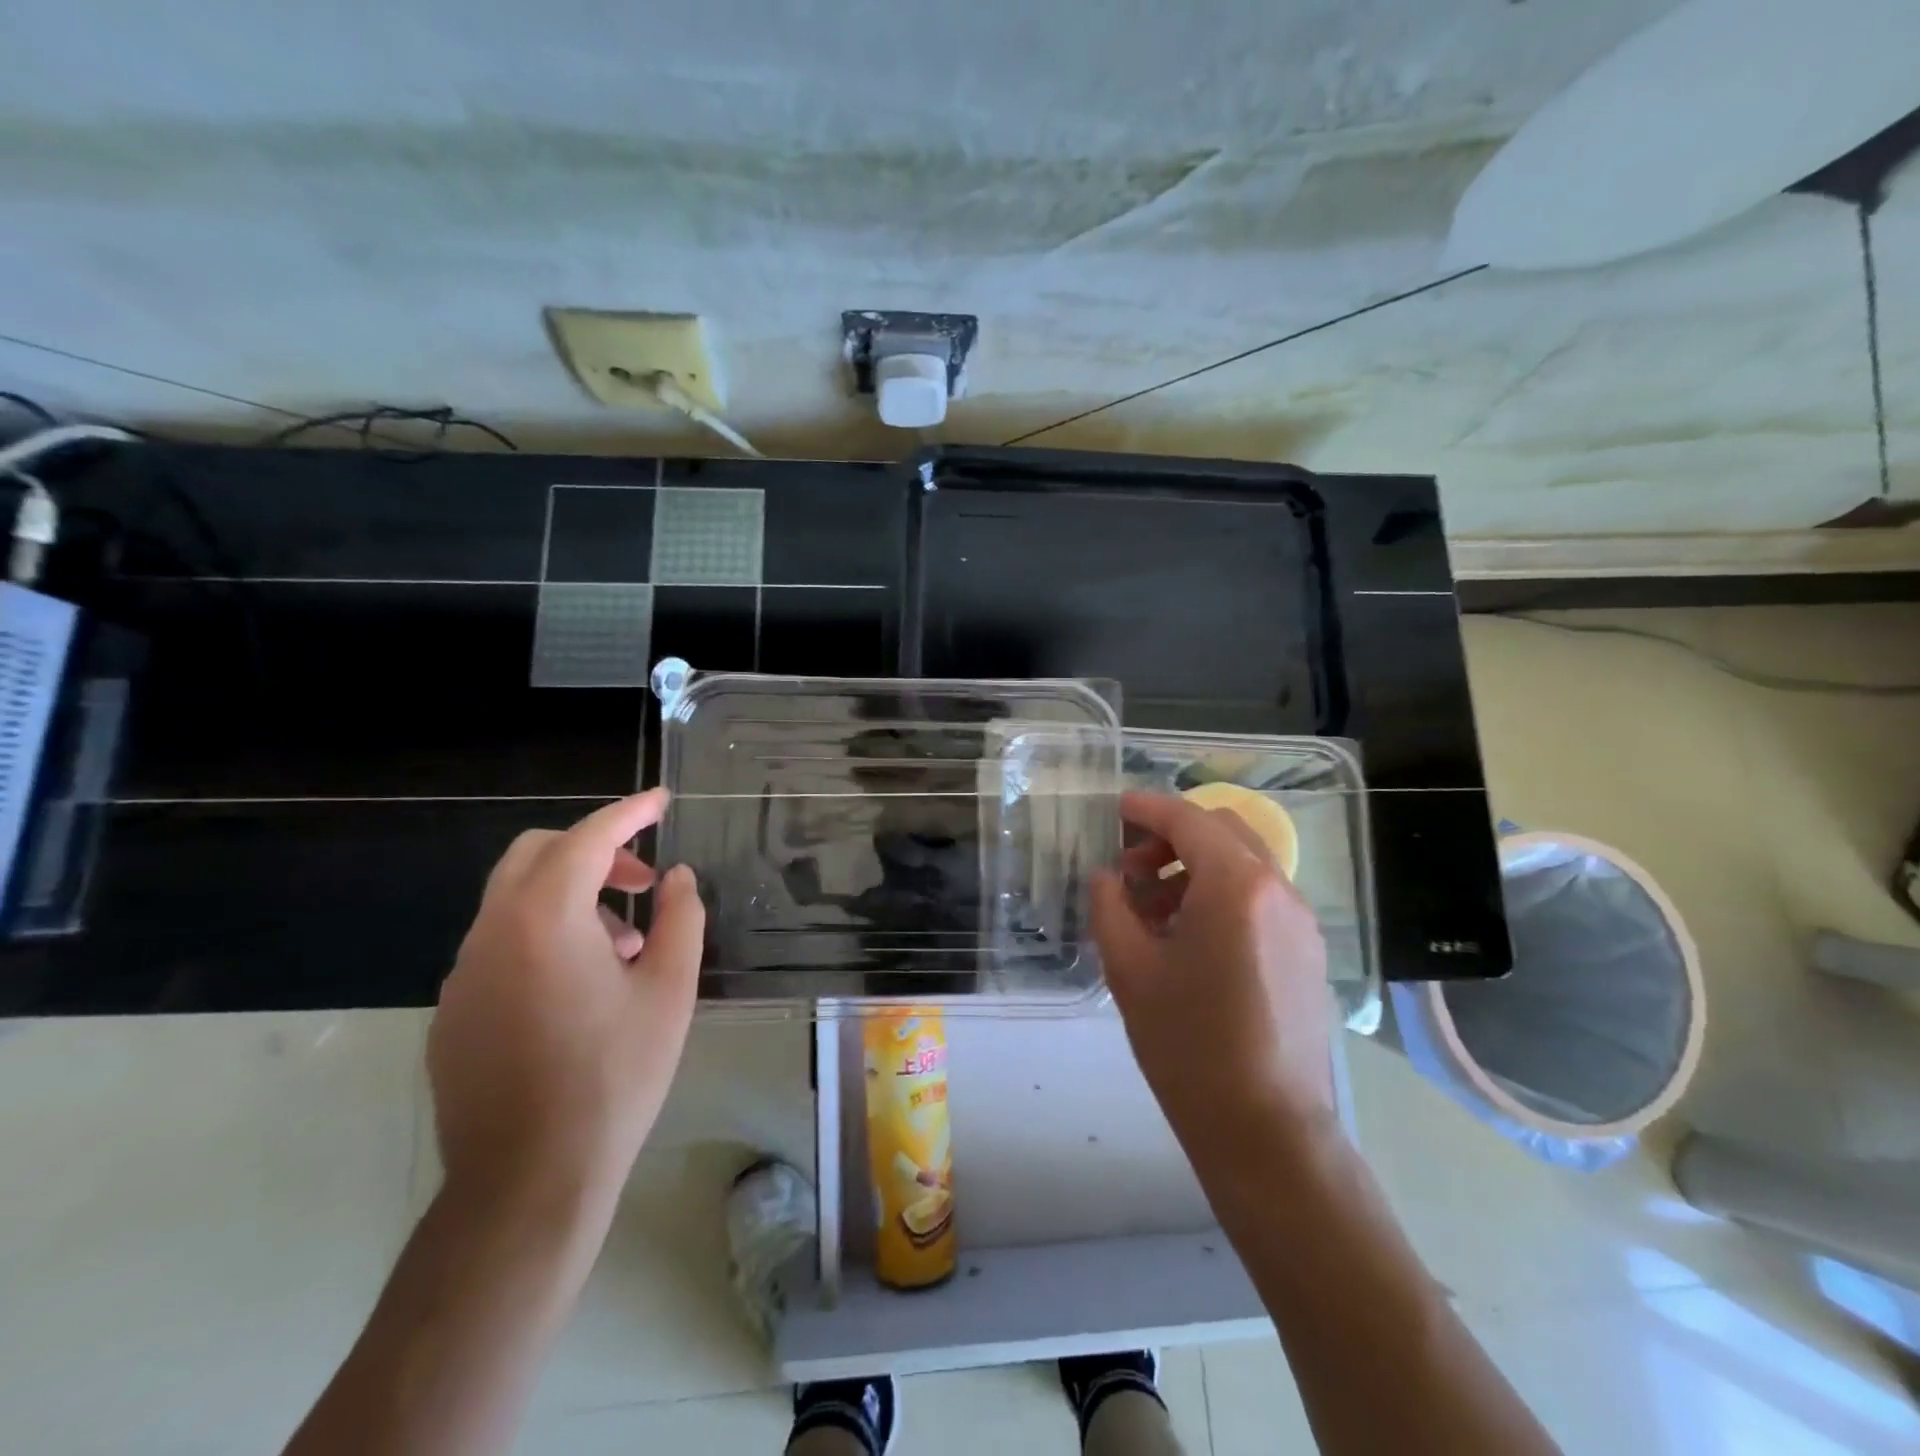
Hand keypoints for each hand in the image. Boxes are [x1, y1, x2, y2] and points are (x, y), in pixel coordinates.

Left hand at [429, 789, 706, 1216]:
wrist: (528, 1182)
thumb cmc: (614, 1076)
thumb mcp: (670, 991)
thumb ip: (680, 919)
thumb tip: (678, 879)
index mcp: (544, 919)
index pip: (587, 839)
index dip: (628, 813)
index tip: (661, 801)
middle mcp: (491, 934)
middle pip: (536, 856)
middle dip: (594, 851)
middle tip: (644, 881)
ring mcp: (463, 975)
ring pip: (516, 901)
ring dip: (573, 900)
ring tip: (625, 948)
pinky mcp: (452, 1014)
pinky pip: (501, 947)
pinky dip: (544, 938)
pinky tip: (582, 989)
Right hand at [1091, 792, 1332, 1168]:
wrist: (1266, 1130)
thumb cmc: (1187, 1044)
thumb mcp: (1129, 968)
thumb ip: (1110, 906)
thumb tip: (1108, 877)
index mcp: (1235, 885)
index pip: (1188, 819)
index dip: (1147, 808)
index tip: (1115, 809)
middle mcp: (1278, 889)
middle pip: (1222, 831)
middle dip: (1172, 835)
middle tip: (1131, 867)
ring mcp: (1300, 921)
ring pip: (1244, 863)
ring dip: (1196, 865)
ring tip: (1153, 908)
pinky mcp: (1308, 951)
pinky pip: (1260, 897)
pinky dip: (1221, 893)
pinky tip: (1190, 937)